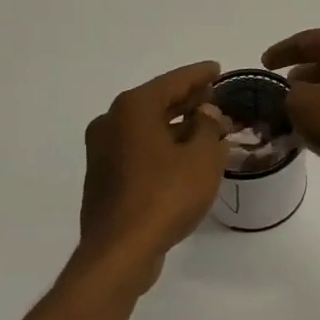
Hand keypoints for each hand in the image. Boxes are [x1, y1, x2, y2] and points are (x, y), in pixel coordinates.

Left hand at [79, 62, 230, 273]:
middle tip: (214, 97)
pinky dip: (161, 146)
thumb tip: (206, 113)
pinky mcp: (103, 177)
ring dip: (175, 126)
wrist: (120, 251)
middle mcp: (111, 122)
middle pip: (156, 102)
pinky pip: (138, 149)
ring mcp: (102, 151)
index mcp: (133, 108)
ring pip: (146, 128)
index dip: (199, 75)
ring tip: (206, 128)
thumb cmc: (165, 196)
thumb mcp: (203, 158)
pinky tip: (183, 157)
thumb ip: (208, 127)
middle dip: (187, 100)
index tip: (217, 68)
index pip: (173, 81)